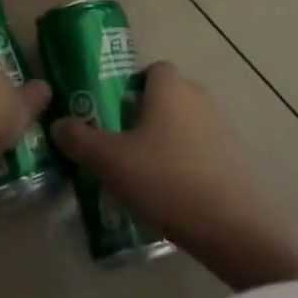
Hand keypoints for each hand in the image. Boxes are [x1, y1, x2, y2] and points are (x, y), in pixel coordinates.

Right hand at [51, 62, 297, 292]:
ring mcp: (224, 126)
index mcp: (170, 87)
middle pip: (168, 97)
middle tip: (122, 147)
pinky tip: (174, 193)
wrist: (232, 226)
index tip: (113, 116)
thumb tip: (58, 123)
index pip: (151, 70)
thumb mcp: (110, 162)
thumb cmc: (165, 180)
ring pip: (186, 124)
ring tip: (146, 175)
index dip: (130, 88)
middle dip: (146, 116)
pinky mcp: (238, 157)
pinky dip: (188, 162)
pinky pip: (204, 149)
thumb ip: (80, 139)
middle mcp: (200, 97)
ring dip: (168, 141)